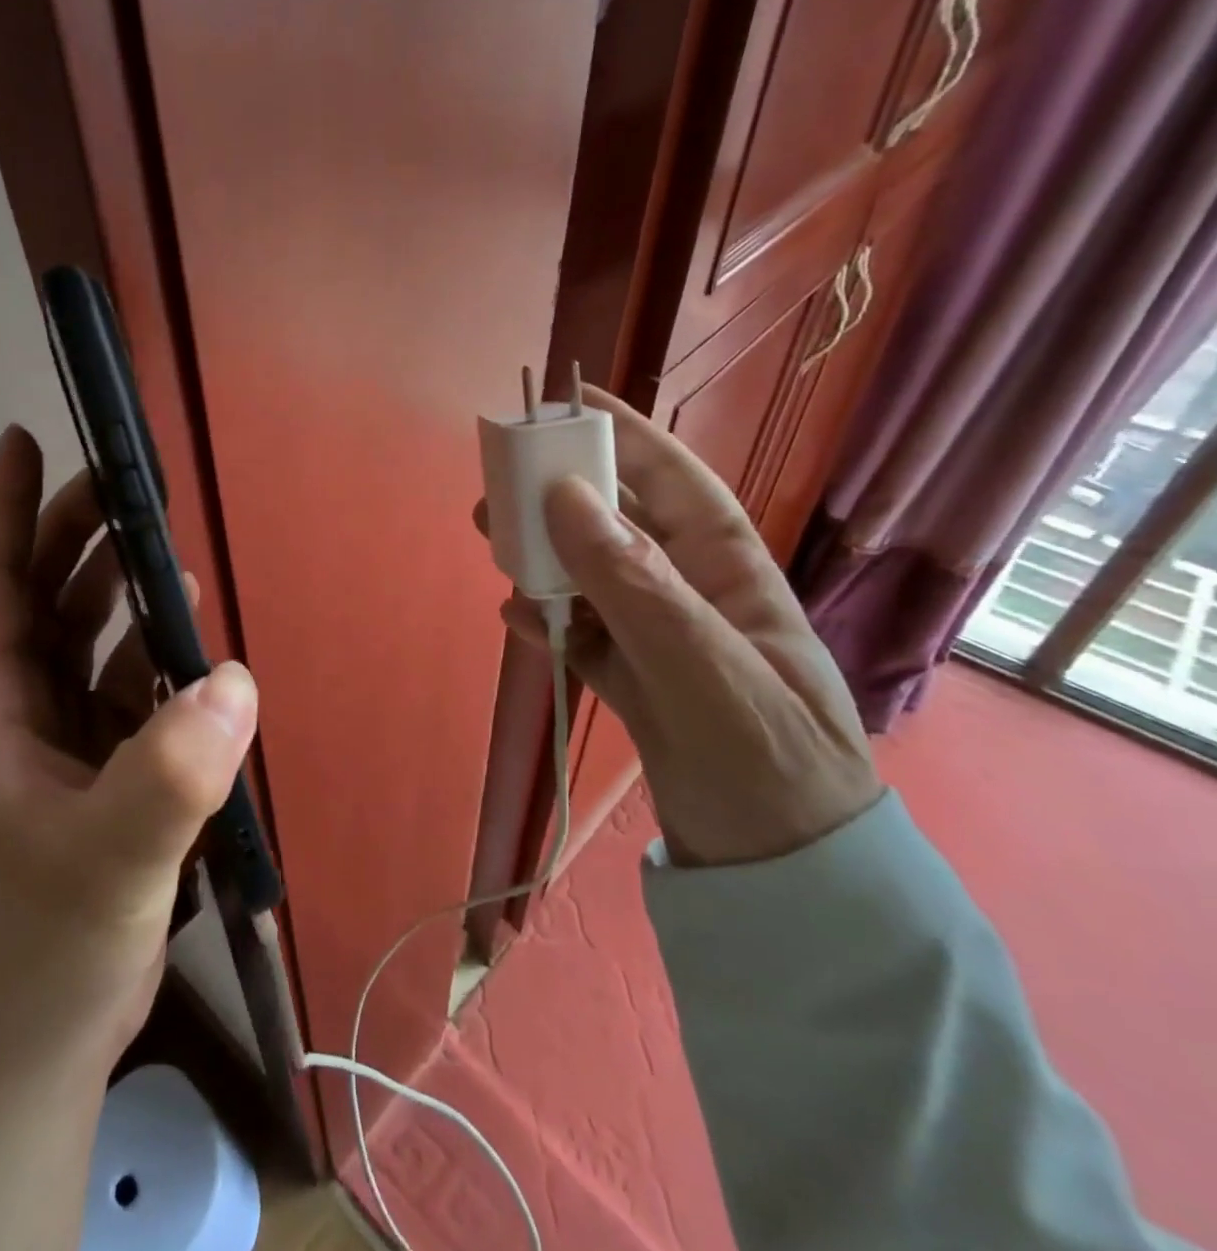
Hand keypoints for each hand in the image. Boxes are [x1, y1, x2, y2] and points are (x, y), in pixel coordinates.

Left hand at [0, 426, 258, 1074]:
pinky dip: (152, 660)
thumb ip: (168, 775)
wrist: (37, 1045)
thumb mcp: (108, 861)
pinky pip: (120, 690)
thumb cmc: (46, 949)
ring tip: (171, 554)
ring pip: (83, 640)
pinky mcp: (91, 771)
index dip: (3, 508)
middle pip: (41, 598)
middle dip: (78, 536)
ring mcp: (52, 742)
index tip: (24, 439)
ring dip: (121, 595)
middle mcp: (11, 711)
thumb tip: (234, 680)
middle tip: (131, 484)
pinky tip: (193, 648)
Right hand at [489, 387, 879, 866]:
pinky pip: (582, 635)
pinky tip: (520, 624)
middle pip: (617, 527)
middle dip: (560, 502)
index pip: (676, 483)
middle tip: (496, 491)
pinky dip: (548, 624)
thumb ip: (636, 584)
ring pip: (590, 578)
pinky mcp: (633, 681)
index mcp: (731, 575)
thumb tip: (566, 496)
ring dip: (543, 562)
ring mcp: (660, 639)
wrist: (781, 876)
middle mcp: (692, 595)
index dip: (628, 435)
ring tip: (494, 552)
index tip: (571, 400)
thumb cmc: (769, 764)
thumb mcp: (706, 669)